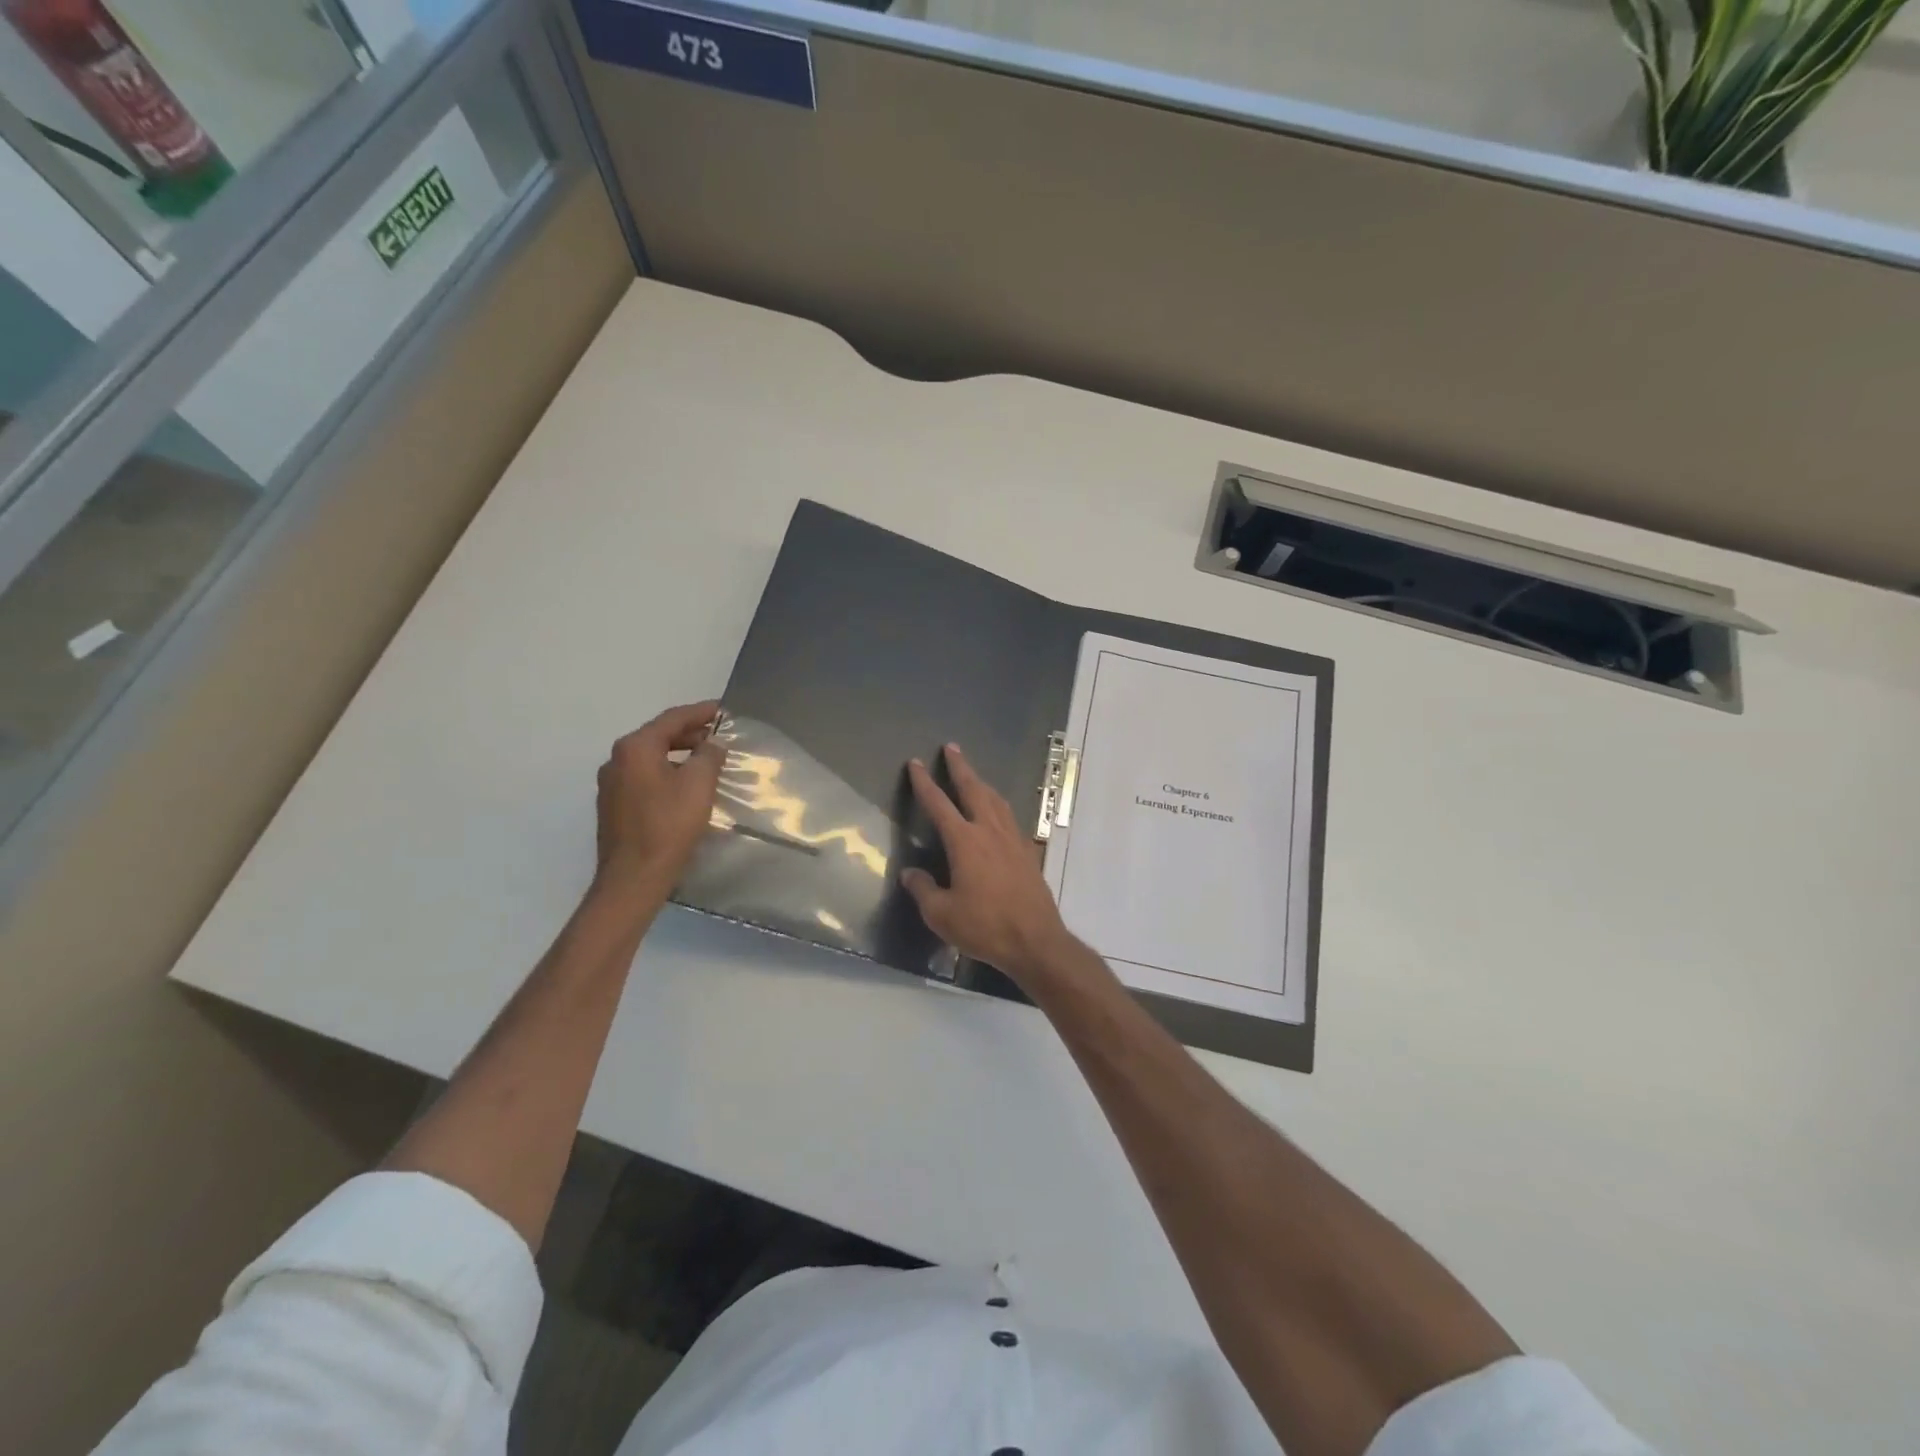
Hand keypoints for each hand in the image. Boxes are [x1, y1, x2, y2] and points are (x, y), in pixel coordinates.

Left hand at [594, 700, 725, 892]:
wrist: (633, 877)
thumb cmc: (668, 826)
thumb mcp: (699, 785)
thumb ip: (709, 756)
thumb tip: (712, 744)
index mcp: (635, 748)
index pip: (672, 719)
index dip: (701, 712)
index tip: (723, 710)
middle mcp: (617, 760)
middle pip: (658, 736)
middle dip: (689, 733)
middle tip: (718, 736)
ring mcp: (611, 784)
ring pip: (650, 758)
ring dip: (678, 754)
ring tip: (706, 760)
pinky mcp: (613, 806)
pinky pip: (644, 777)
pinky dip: (666, 772)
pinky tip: (684, 786)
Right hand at [902, 744, 1076, 987]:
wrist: (1035, 941)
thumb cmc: (984, 927)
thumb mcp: (941, 914)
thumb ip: (923, 890)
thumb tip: (910, 874)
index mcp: (964, 841)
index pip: (939, 804)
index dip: (924, 783)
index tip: (915, 764)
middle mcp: (989, 831)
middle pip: (973, 789)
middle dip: (960, 767)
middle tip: (951, 748)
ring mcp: (1013, 839)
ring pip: (996, 800)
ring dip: (982, 783)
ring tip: (973, 775)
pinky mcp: (1028, 852)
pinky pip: (1010, 817)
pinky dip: (999, 805)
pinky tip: (998, 812)